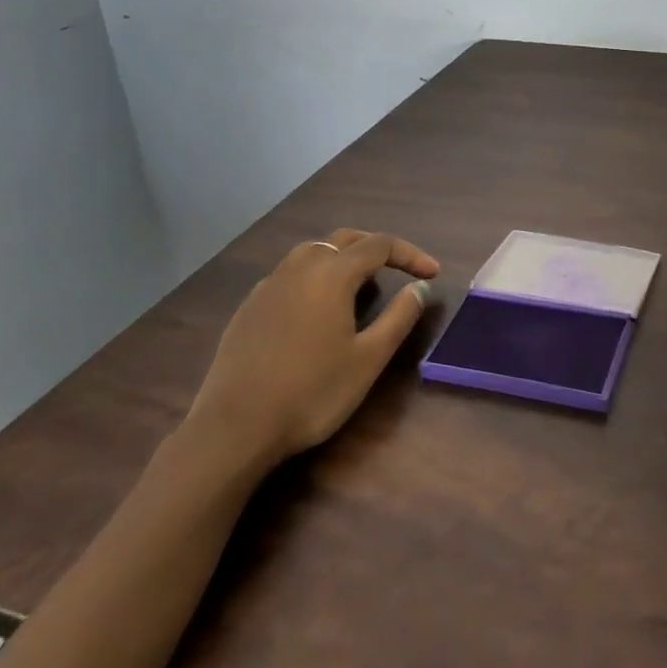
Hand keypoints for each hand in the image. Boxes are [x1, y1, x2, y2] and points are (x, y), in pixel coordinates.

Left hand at [180, 229, 439, 473]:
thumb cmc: (312, 392)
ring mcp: (268, 286)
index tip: (432, 274)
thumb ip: (399, 317)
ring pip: (312, 252)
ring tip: (360, 286)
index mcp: (331, 274)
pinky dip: (314, 277)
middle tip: (400, 269)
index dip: (410, 255)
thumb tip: (419, 288)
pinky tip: (317, 310)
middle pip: (344, 239)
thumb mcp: (369, 358)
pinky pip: (289, 275)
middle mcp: (299, 268)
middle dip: (377, 248)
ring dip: (343, 258)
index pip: (379, 245)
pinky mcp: (249, 308)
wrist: (234, 428)